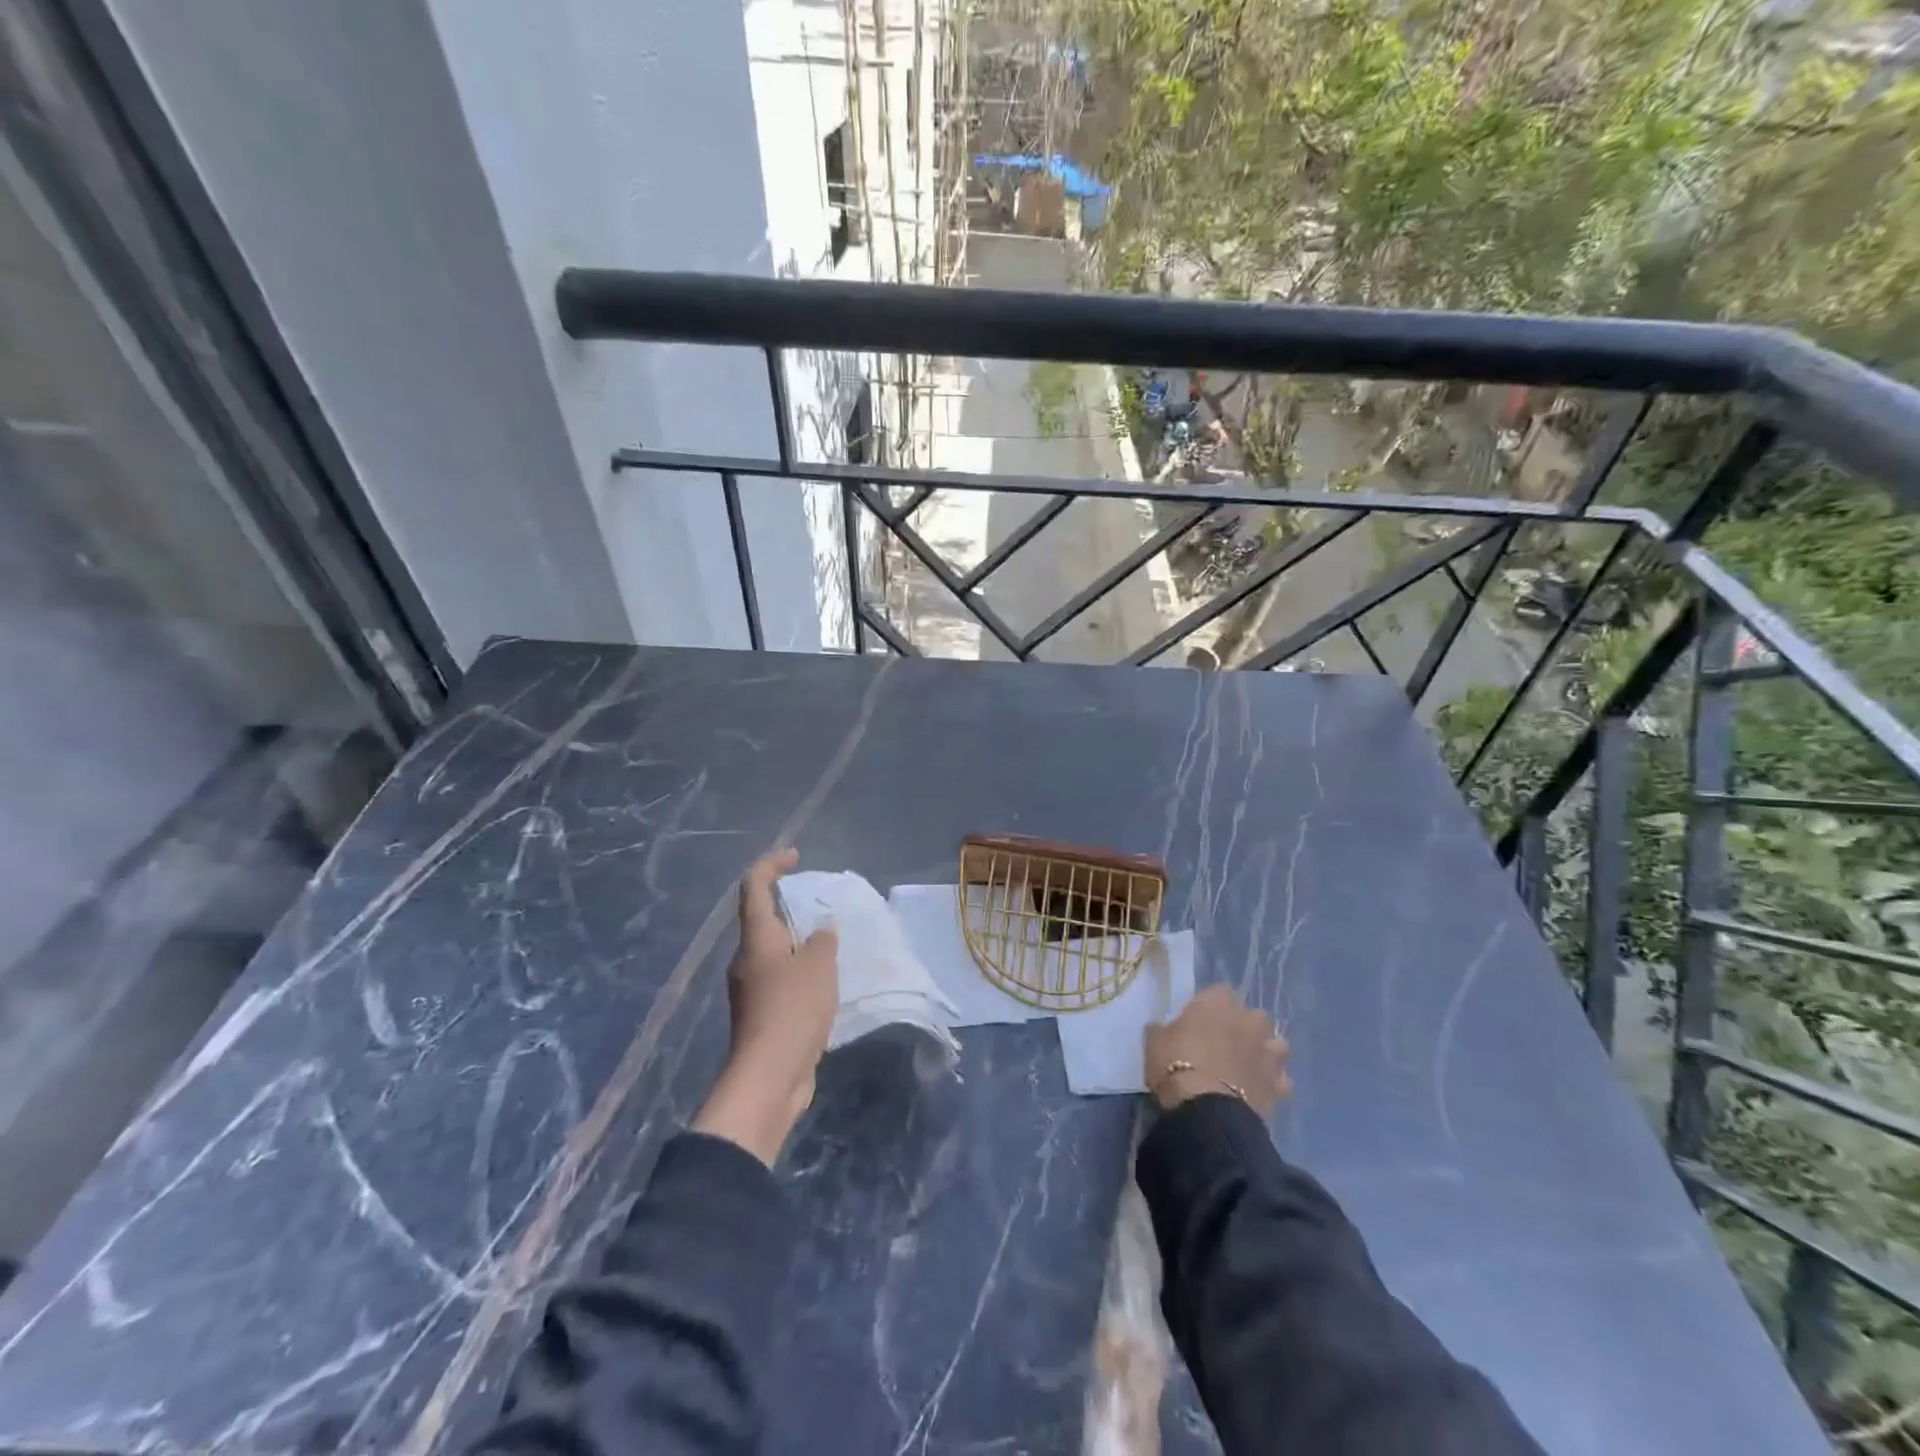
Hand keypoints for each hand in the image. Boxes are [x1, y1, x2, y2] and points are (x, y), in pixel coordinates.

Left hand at [692, 849, 838, 1164]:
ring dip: (801, 944)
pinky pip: (783, 980)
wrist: (769, 1077)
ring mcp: (751, 989)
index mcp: (756, 938)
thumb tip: (822, 932)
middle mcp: (747, 959)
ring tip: (834, 945)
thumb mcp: (819, 965)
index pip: (753, 886)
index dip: (772, 864)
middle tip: (824, 907)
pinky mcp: (762, 1016)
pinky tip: (828, 983)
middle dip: (792, 907)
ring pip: (776, 953)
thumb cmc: (792, 1009)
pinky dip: (803, 973)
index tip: (796, 857)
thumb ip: (823, 941)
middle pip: (764, 920)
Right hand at [1144, 985, 1290, 1117]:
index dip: (1212, 1005)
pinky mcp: (1278, 1085)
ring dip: (1266, 1052)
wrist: (1205, 1109)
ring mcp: (1267, 1054)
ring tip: (1250, 1065)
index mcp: (1217, 1003)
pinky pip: (1282, 1080)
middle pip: (1256, 1016)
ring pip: (1278, 1045)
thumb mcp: (1154, 1041)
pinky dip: (1273, 1084)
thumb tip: (1161, 1028)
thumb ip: (1162, 1029)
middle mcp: (1248, 1022)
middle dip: (1246, 1026)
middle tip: (1228, 1042)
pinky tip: (1259, 1091)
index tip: (1201, 1019)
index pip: (1221, 991)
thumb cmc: (1175, 1064)